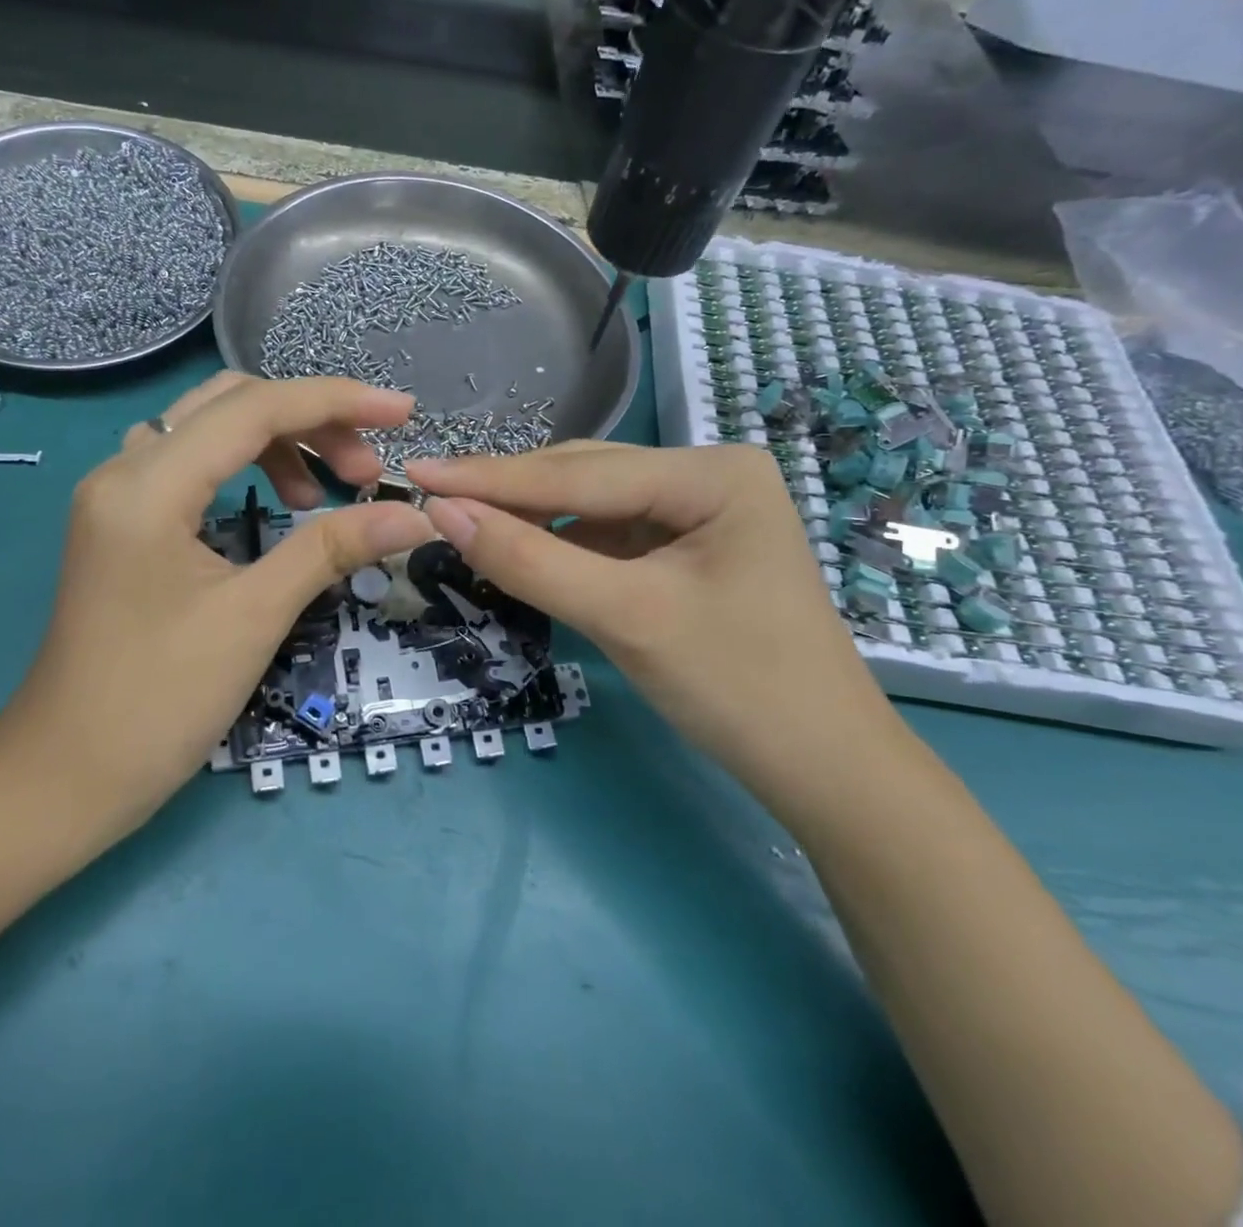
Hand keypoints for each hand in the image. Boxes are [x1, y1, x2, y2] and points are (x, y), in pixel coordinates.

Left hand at [0, 373, 435, 836]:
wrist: (65, 777)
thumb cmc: (158, 700)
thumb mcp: (254, 617)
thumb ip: (332, 550)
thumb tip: (415, 516)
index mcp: (148, 485)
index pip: (254, 408)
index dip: (337, 401)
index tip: (403, 412)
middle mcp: (125, 471)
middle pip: (231, 405)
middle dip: (311, 422)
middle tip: (367, 470)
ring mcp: (119, 498)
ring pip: (210, 432)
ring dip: (280, 444)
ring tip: (328, 493)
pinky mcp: (125, 526)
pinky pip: (194, 468)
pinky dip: (248, 470)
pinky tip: (281, 506)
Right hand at [405, 442, 893, 788]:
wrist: (824, 770)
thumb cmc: (738, 688)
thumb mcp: (625, 617)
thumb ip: (530, 560)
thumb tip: (441, 513)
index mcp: (712, 472)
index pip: (580, 471)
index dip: (491, 477)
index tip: (418, 473)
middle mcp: (707, 476)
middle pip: (585, 478)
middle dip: (509, 493)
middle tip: (429, 498)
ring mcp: (698, 513)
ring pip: (592, 505)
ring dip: (529, 517)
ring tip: (461, 521)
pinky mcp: (685, 549)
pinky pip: (608, 535)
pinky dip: (559, 544)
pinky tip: (519, 548)